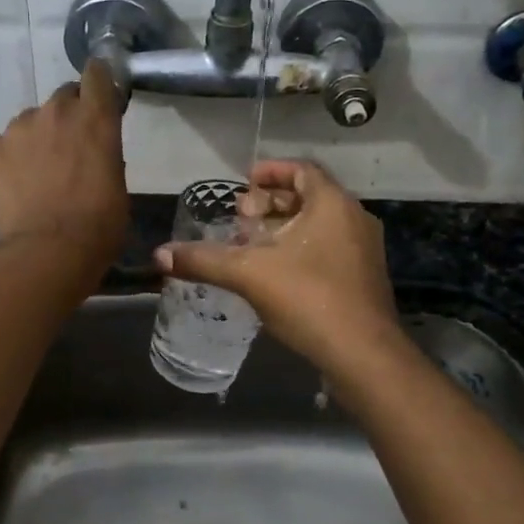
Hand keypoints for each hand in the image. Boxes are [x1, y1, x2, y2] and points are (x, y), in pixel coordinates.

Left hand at [0, 60, 128, 269]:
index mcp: (95, 119)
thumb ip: (106, 156)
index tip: (98, 92)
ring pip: (30, 122)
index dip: (98, 80)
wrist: (49, 251)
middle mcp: (56, 112)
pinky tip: (17, 187)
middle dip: (68, 116)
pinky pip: (3, 146)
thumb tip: (95, 154)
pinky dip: (11, 160)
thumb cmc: (99, 225)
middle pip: (62, 98)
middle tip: (70, 149)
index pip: (97, 75)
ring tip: (39, 175)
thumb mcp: (117, 186)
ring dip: (37, 139)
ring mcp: (18, 128)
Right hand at [155, 159, 400, 370]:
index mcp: (332, 204)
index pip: (302, 170)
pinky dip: (300, 249)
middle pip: (309, 197)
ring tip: (252, 245)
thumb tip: (159, 255)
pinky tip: (275, 274)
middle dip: (272, 203)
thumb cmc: (309, 298)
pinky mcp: (363, 278)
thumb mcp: (248, 274)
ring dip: (284, 228)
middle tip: (241, 216)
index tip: (244, 182)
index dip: (271, 172)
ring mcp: (363, 250)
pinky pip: (328, 249)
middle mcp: (354, 218)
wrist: (363, 354)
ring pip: (319, 225)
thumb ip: (204, 260)